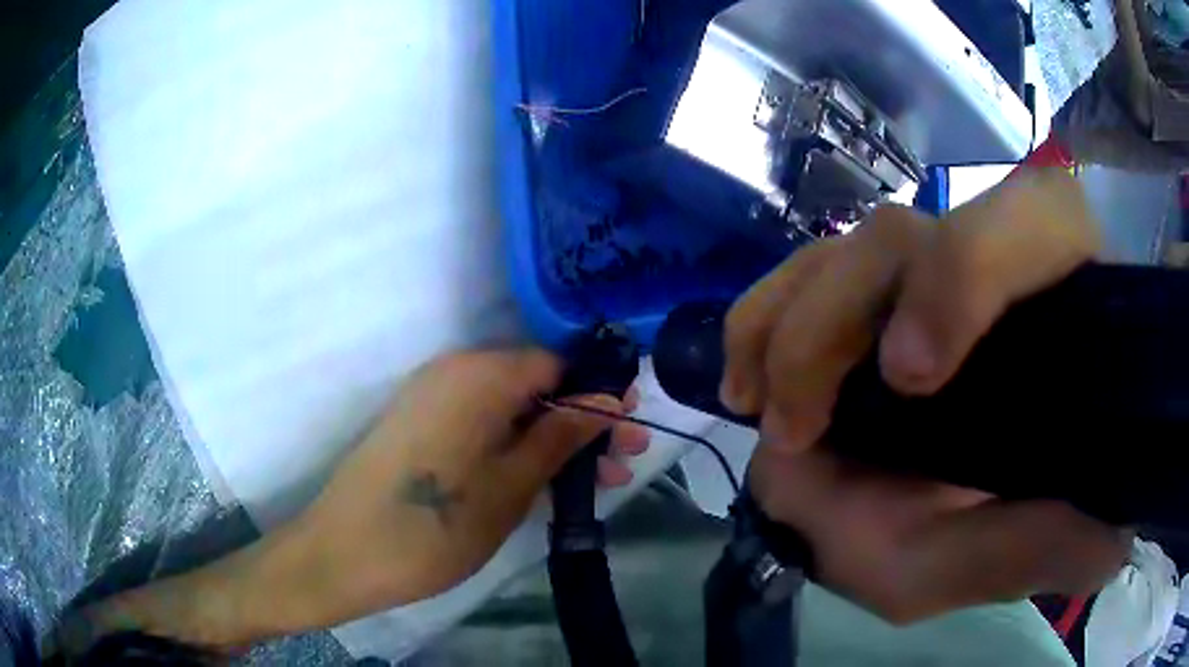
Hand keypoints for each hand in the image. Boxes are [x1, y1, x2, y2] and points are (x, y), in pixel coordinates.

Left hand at [79, 349, 646, 650]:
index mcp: (478, 374)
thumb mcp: (511, 485)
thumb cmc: (433, 526)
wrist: (342, 555)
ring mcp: (432, 400)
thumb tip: (608, 399)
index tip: (627, 430)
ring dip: (552, 440)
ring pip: (511, 409)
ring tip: (592, 483)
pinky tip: (543, 482)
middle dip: (581, 422)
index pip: (557, 363)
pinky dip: (516, 448)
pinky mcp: (420, 427)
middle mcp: (453, 372)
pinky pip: (482, 425)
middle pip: (535, 385)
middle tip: (621, 464)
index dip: (598, 394)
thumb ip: (561, 435)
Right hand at [722, 169, 1130, 622]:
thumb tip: (1111, 544)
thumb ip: (1038, 552)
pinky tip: (747, 372)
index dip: (965, 276)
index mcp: (1048, 310)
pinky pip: (805, 270)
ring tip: (769, 409)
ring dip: (796, 321)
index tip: (910, 374)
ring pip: (855, 247)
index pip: (1027, 230)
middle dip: (839, 320)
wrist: (893, 518)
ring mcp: (920, 275)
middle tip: (800, 425)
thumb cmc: (951, 538)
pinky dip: (766, 313)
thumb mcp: (986, 561)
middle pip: (912, 235)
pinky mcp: (858, 295)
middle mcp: (987, 270)